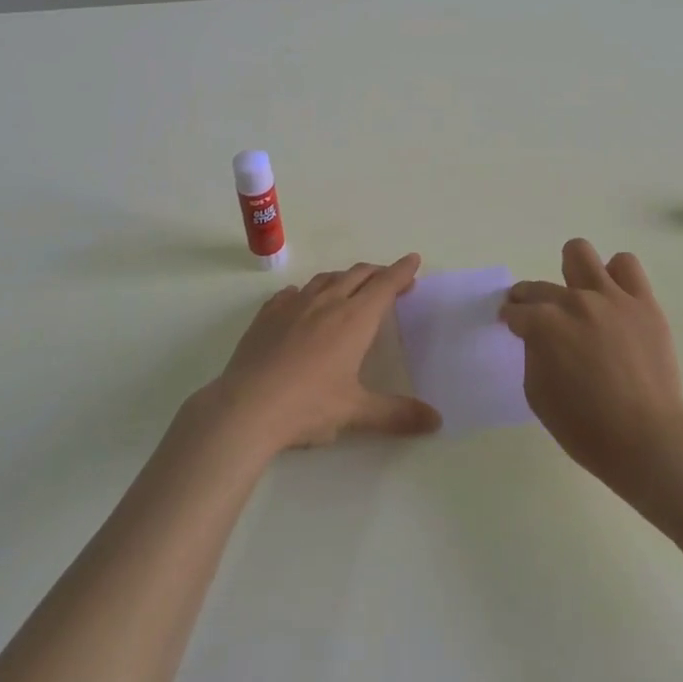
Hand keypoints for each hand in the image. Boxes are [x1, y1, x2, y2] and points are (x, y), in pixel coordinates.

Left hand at [204, 255, 441, 456]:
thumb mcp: (357, 412)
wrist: (246, 407)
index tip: (413, 260)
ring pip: (325, 279)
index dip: (401, 271)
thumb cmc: (308, 406)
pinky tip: (302, 302)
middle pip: (358, 275)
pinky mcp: (268, 314)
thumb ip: (397, 414)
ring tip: (351, 287)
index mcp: (354, 319)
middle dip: (377, 273)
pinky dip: (306, 292)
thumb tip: (436, 421)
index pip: (384, 285)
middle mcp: (327, 302)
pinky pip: (292, 293)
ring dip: (344, 278)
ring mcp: (294, 305)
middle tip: (390, 280)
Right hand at [501, 239, 682, 494]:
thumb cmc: (586, 428)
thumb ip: (533, 354)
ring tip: (579, 295)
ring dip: (572, 273)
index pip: (516, 311)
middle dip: (530, 300)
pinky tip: (613, 299)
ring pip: (580, 254)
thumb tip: (539, 337)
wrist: (648, 441)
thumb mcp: (537, 395)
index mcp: (544, 325)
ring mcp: (611, 298)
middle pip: (539, 286)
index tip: (513, 326)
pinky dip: (615, 276)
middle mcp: (574, 302)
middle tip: (537, 318)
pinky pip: (626, 266)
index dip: (511, 320)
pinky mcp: (643, 302)